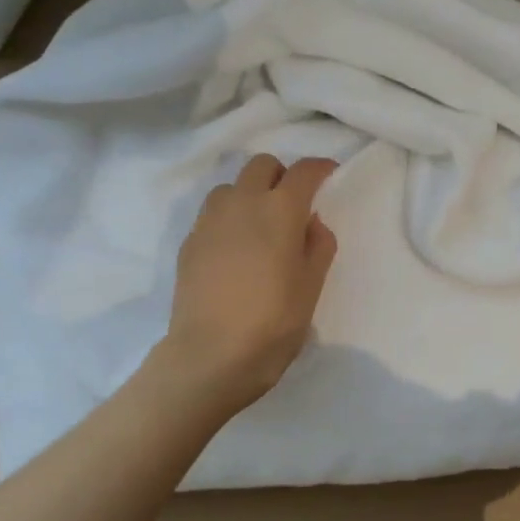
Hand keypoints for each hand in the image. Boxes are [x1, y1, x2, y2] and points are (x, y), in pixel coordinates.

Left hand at [159, 154, 337, 409]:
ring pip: (231, 187)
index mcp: (279, 211)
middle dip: (282, 175)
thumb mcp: (311, 287)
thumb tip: (312, 223)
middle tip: (294, 205)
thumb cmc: (273, 322)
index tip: (330, 176)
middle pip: (262, 165)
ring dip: (250, 194)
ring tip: (260, 227)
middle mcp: (242, 203)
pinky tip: (235, 251)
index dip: (321, 168)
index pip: (304, 171)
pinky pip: (212, 214)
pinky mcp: (189, 242)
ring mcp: (210, 221)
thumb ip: (319, 246)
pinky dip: (229, 218)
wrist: (210, 355)